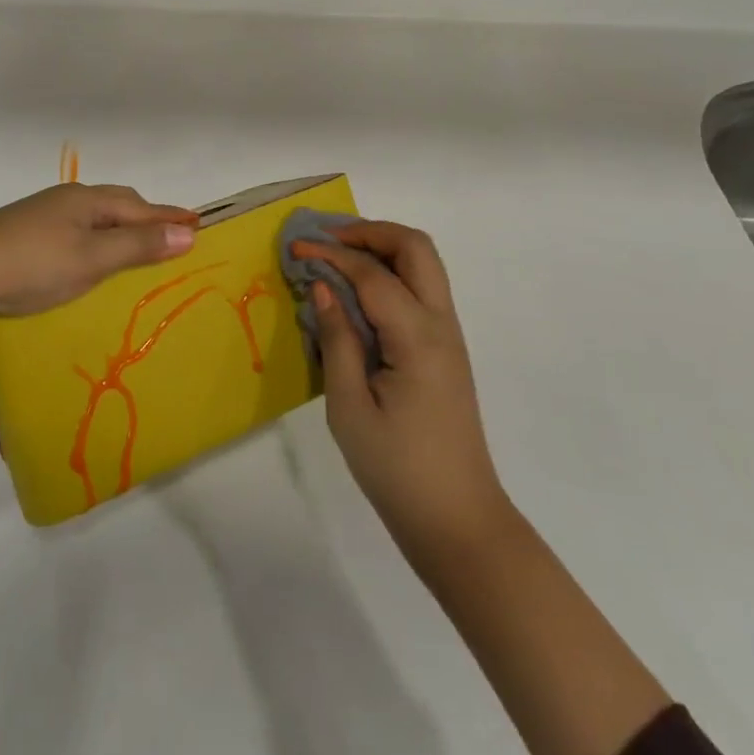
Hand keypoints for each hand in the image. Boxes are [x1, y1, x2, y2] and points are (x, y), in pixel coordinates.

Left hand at [0, 183, 198, 317]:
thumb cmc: (32, 265)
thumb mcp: (91, 259)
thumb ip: (138, 246)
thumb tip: (187, 232)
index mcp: (88, 201)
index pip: (140, 207)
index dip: (169, 217)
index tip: (198, 223)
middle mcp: (68, 199)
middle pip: (118, 203)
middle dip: (146, 217)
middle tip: (169, 235)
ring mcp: (43, 213)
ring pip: (94, 214)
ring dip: (120, 226)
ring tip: (135, 245)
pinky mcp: (26, 231)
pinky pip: (77, 227)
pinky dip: (97, 236)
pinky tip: (89, 254)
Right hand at [292, 222, 511, 572]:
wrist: (458, 521)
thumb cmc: (397, 469)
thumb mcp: (349, 407)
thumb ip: (336, 339)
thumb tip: (321, 285)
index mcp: (417, 338)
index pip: (372, 274)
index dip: (331, 254)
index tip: (295, 248)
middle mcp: (441, 324)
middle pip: (415, 248)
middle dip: (369, 233)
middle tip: (327, 240)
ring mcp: (449, 335)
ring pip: (423, 263)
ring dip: (382, 248)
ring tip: (338, 257)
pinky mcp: (445, 349)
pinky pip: (421, 288)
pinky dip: (390, 272)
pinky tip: (358, 292)